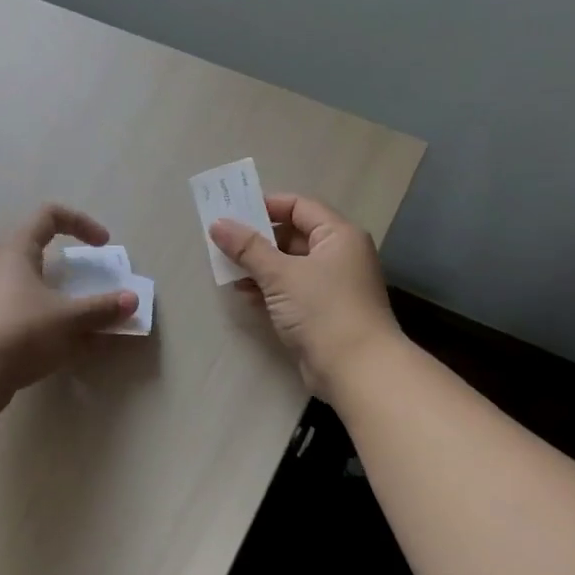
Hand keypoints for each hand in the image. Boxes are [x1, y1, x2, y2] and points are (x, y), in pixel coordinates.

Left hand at [0, 204, 138, 395]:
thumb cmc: (20, 330)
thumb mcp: (68, 319)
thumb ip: (101, 308)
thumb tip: (132, 301)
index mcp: (17, 250)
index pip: (49, 215)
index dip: (81, 222)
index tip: (103, 245)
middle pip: (38, 252)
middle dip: (70, 267)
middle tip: (90, 285)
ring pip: (31, 286)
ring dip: (60, 298)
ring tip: (81, 322)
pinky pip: (23, 312)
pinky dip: (46, 321)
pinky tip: (60, 345)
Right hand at [210, 193, 401, 397]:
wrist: (356, 369)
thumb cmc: (322, 310)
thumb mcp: (280, 274)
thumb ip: (247, 248)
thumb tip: (218, 224)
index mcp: (338, 235)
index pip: (299, 206)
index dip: (266, 206)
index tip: (232, 212)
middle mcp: (339, 255)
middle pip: (293, 235)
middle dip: (258, 239)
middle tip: (223, 241)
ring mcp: (332, 285)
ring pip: (289, 264)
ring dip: (259, 265)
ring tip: (227, 268)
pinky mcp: (323, 311)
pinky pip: (291, 289)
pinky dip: (269, 288)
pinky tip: (245, 293)